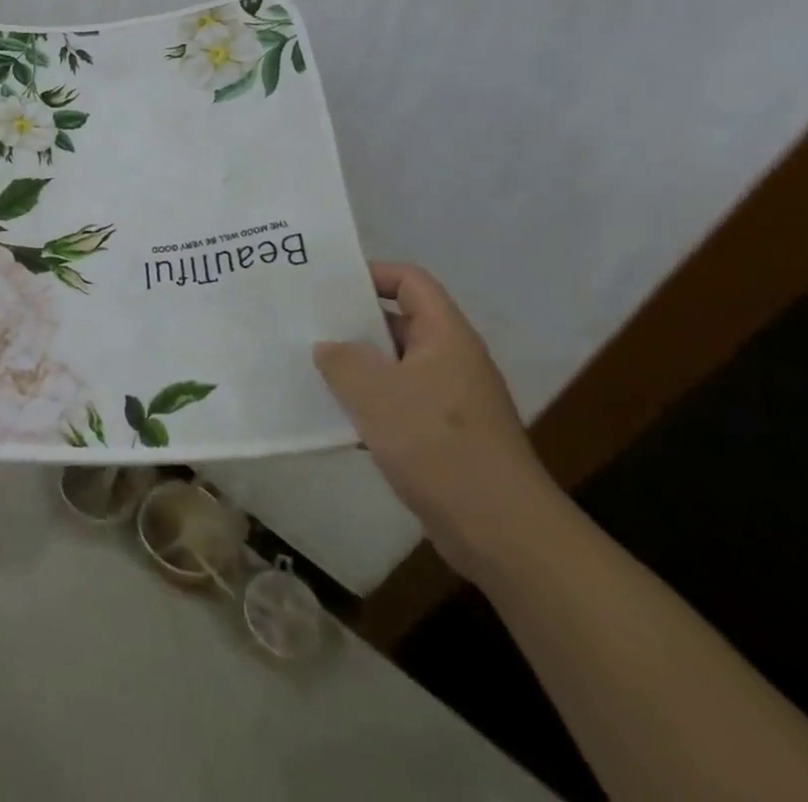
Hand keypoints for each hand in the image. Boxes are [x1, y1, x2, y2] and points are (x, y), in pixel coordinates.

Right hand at [313, 263, 562, 580]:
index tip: (326, 284)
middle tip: (305, 323)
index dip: (370, 273)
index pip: (409, 281)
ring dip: (356, 367)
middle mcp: (451, 360)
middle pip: (398, 322)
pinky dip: (368, 404)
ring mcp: (449, 400)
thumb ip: (341, 359)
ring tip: (310, 366)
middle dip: (352, 322)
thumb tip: (327, 347)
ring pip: (394, 366)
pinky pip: (398, 404)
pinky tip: (335, 417)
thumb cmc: (438, 445)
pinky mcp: (443, 437)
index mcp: (445, 336)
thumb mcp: (375, 392)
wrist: (502, 534)